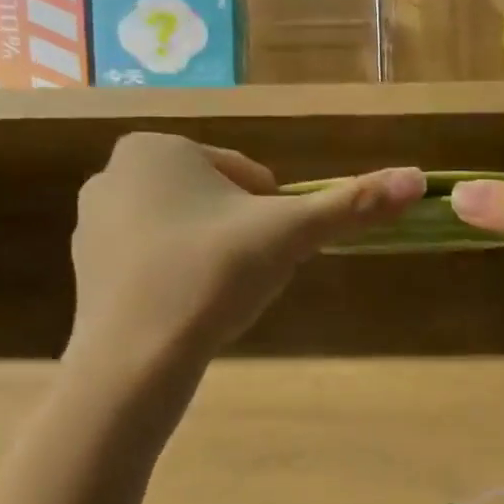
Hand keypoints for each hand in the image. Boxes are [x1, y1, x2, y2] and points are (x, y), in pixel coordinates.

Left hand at [70, 134, 423, 362]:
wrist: (136, 358)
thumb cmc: (214, 277)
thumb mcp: (290, 235)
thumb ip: (353, 205)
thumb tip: (419, 178)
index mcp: (159, 146)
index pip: (249, 176)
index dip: (273, 217)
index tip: (268, 254)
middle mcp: (115, 170)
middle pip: (216, 200)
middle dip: (242, 235)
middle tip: (245, 278)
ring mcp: (92, 219)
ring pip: (185, 229)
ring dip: (212, 256)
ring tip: (216, 298)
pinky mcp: (84, 265)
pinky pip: (153, 260)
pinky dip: (177, 277)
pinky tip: (185, 311)